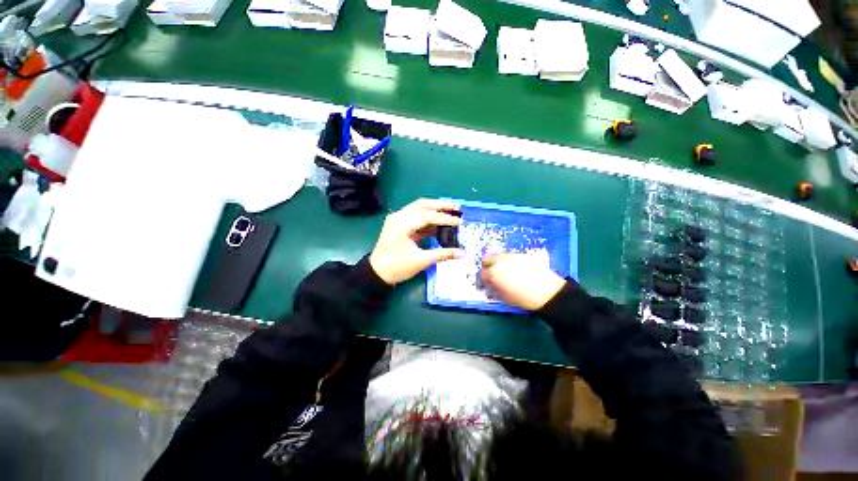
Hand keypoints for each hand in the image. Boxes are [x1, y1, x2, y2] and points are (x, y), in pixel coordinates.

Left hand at [370, 199, 464, 284]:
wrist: (377, 273)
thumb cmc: (397, 268)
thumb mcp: (421, 261)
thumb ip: (443, 254)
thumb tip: (463, 254)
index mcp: (402, 225)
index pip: (427, 216)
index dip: (445, 218)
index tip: (460, 221)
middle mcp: (398, 217)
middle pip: (422, 205)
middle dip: (441, 206)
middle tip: (457, 208)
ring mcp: (397, 218)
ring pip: (419, 207)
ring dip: (435, 208)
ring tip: (451, 211)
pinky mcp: (399, 223)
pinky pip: (416, 215)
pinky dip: (428, 217)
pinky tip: (439, 222)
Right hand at [481, 253, 565, 310]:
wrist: (548, 292)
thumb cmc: (523, 299)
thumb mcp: (504, 297)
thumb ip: (494, 288)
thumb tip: (491, 285)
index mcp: (493, 272)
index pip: (482, 273)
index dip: (483, 279)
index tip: (487, 283)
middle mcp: (500, 261)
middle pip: (487, 258)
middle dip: (487, 266)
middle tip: (492, 274)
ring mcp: (512, 255)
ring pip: (499, 255)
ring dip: (498, 262)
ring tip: (505, 271)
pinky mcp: (523, 254)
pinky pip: (511, 256)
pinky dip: (509, 261)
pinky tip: (516, 269)